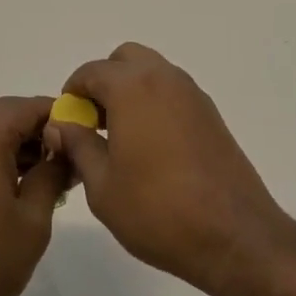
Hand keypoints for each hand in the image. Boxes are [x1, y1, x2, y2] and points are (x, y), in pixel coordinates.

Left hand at [0, 97, 65, 295]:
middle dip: (38, 129)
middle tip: (68, 157)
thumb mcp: (34, 219)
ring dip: (17, 143)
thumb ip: (52, 174)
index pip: (28, 106)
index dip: (59, 116)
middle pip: (6, 114)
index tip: (83, 137)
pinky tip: (17, 186)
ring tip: (48, 175)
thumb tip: (64, 151)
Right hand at [45, 43, 294, 295]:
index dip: (72, 94)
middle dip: (104, 82)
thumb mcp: (102, 186)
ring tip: (121, 138)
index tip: (68, 124)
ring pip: (152, 73)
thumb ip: (78, 146)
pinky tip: (152, 148)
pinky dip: (155, 104)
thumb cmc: (158, 211)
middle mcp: (164, 78)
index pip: (90, 71)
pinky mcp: (211, 114)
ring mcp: (192, 94)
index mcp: (132, 87)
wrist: (234, 235)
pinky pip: (173, 93)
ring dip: (131, 91)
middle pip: (125, 60)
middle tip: (95, 124)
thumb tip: (61, 124)